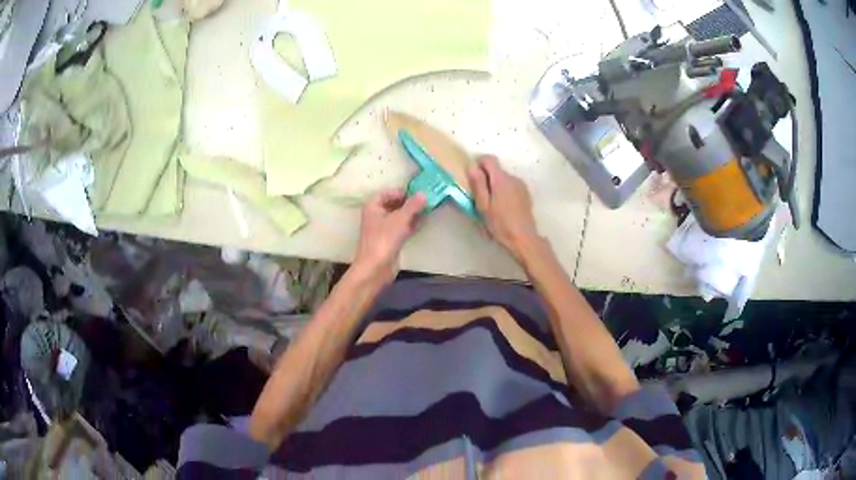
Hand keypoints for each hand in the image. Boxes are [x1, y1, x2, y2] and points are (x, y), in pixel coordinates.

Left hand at [352, 188, 426, 284]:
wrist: (376, 268)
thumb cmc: (384, 239)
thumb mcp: (400, 219)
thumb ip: (413, 205)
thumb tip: (424, 193)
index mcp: (373, 206)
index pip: (387, 192)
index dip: (401, 191)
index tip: (416, 193)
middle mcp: (377, 215)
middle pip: (394, 204)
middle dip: (409, 202)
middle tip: (426, 200)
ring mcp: (384, 229)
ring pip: (400, 216)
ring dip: (413, 213)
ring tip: (429, 208)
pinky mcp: (391, 240)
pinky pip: (402, 228)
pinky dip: (412, 224)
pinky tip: (425, 221)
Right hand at [468, 155, 538, 260]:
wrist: (523, 237)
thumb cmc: (500, 223)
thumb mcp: (483, 205)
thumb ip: (478, 184)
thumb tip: (472, 166)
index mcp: (501, 179)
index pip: (489, 159)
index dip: (479, 163)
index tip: (473, 177)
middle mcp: (513, 177)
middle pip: (497, 169)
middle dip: (487, 177)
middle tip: (480, 195)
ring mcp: (521, 185)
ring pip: (504, 178)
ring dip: (496, 185)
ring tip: (492, 203)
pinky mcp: (526, 193)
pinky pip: (511, 186)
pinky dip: (505, 191)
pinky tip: (503, 207)